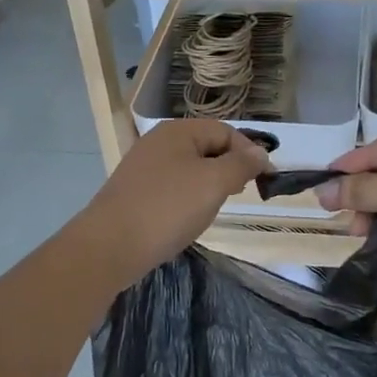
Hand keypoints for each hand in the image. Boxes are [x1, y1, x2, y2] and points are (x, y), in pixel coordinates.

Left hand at [77, 121, 268, 286]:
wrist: (109, 246)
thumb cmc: (168, 208)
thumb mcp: (214, 182)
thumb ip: (241, 164)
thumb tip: (260, 153)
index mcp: (178, 131)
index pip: (225, 131)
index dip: (249, 152)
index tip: (267, 180)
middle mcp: (158, 141)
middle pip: (206, 146)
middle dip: (229, 167)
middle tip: (241, 192)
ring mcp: (144, 166)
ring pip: (190, 168)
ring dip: (209, 184)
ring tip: (216, 207)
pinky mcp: (135, 191)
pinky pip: (173, 186)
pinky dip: (188, 197)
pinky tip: (189, 218)